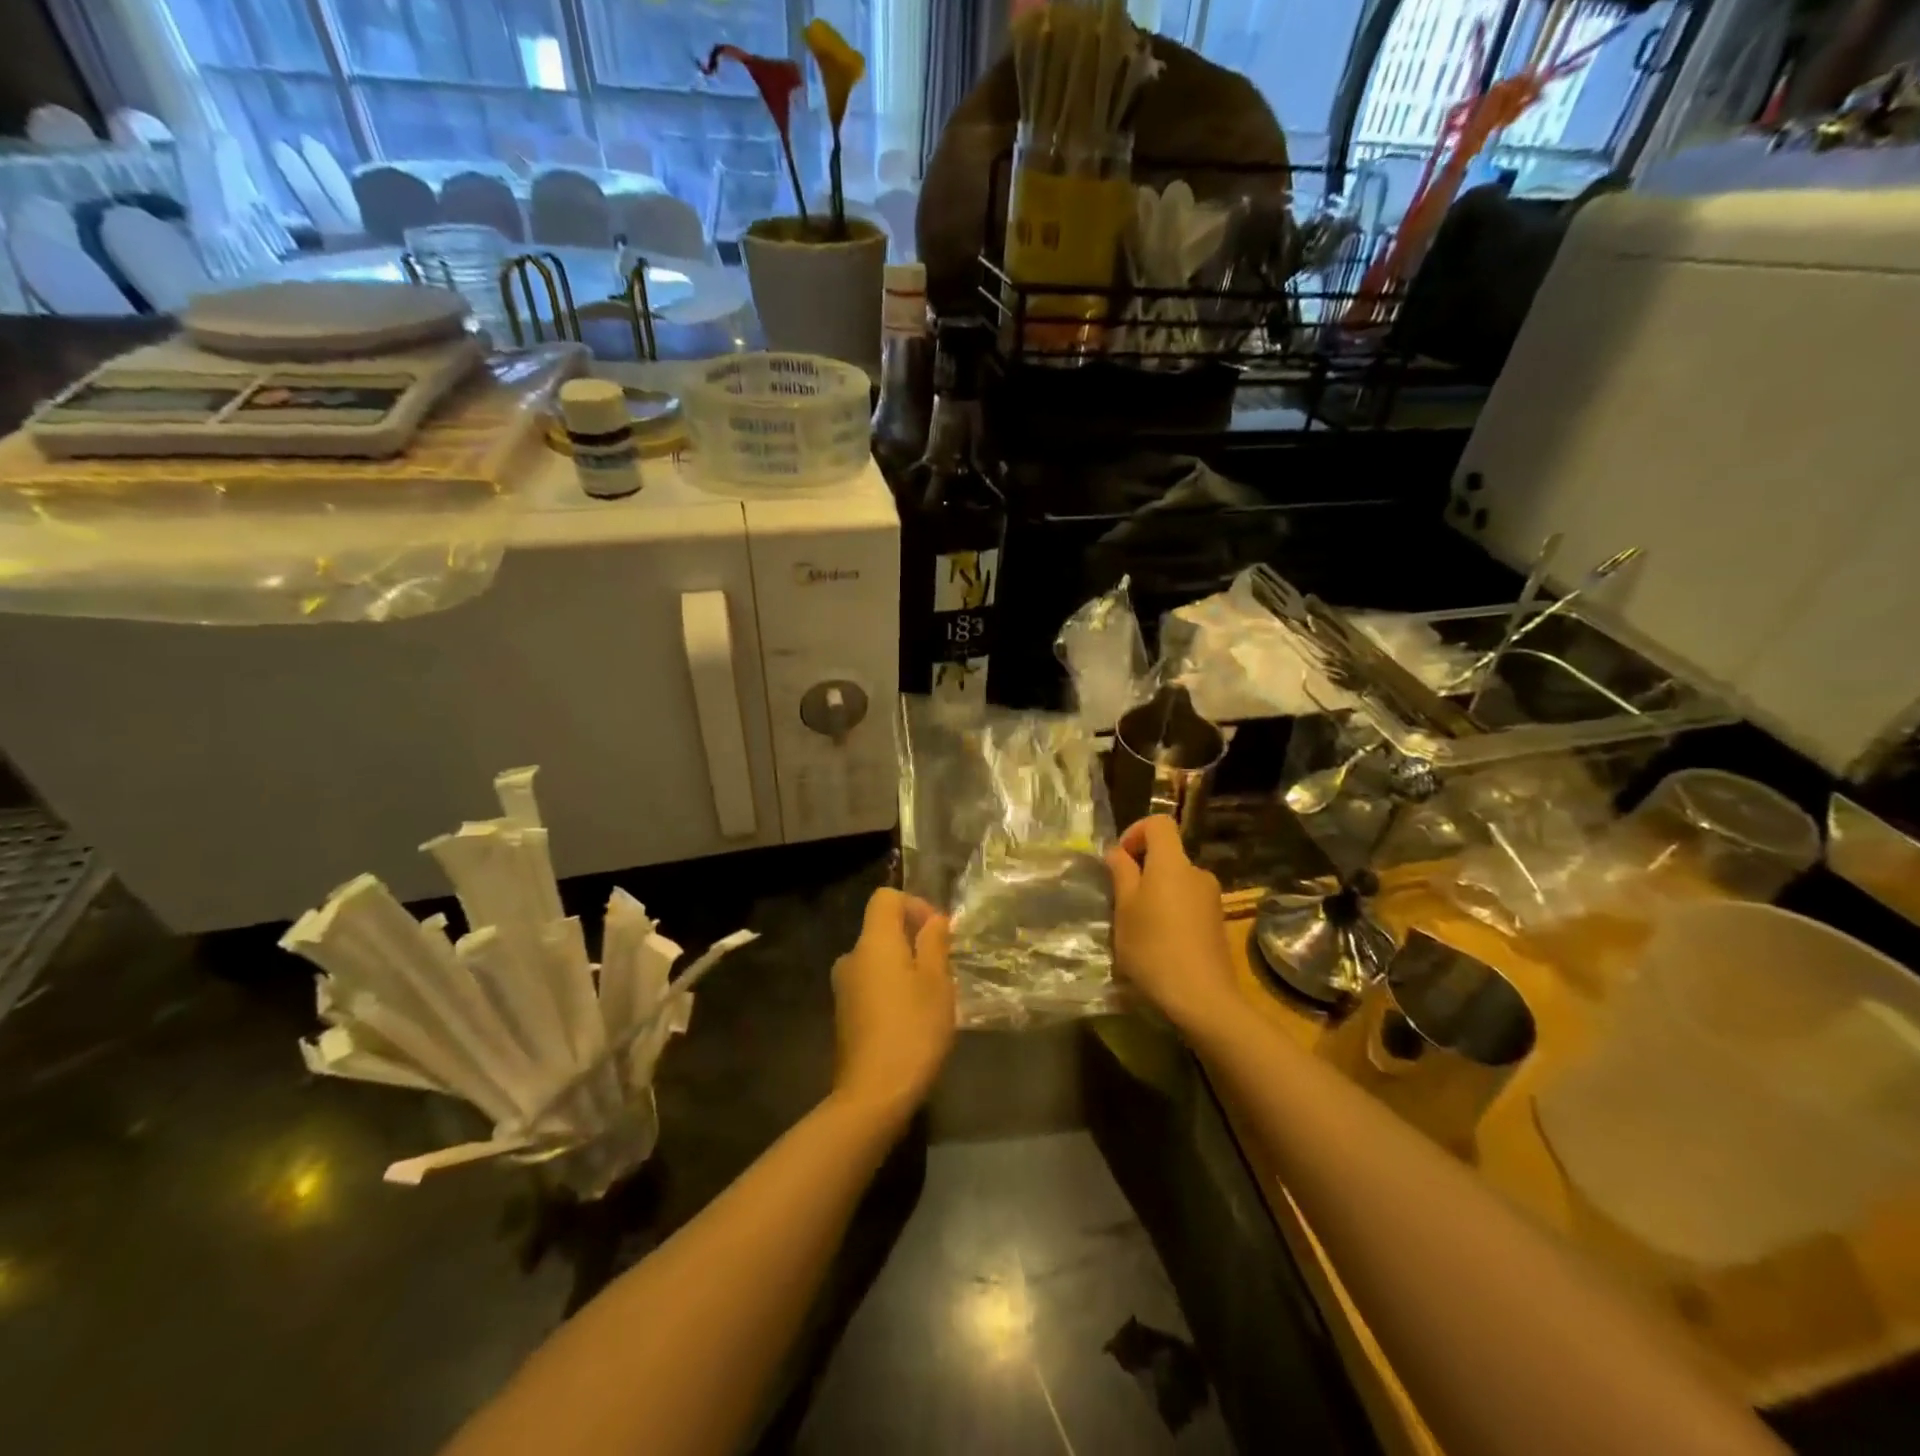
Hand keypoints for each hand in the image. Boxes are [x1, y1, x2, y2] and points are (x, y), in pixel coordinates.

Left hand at [831, 888, 954, 1119]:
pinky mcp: (844, 1015)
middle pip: (882, 929)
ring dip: (904, 967)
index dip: (915, 905)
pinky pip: (871, 985)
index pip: (886, 898)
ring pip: (878, 960)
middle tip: (943, 968)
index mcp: (873, 942)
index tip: (938, 932)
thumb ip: (934, 943)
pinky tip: (912, 1019)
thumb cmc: (913, 1029)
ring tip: (932, 996)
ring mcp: (844, 988)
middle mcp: (851, 957)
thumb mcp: (936, 982)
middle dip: (914, 939)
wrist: (873, 1094)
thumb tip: (933, 920)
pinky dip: (891, 989)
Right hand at [1106, 817, 1238, 1037]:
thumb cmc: (1153, 948)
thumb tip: (1117, 852)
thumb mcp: (1125, 910)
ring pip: (1176, 881)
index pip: (1159, 823)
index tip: (1119, 860)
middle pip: (1168, 854)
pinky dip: (1171, 911)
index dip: (1136, 832)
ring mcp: (1211, 898)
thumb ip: (1121, 874)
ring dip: (1156, 893)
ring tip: (1138, 926)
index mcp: (1172, 863)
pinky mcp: (1217, 923)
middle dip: (1142, 868)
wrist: (1202, 998)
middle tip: (1120, 899)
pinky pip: (1188, 902)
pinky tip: (1160, 943)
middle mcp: (1197, 872)